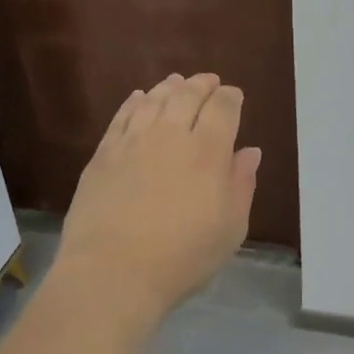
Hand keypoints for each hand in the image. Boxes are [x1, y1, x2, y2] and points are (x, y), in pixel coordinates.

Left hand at [55, 73, 261, 319]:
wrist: (113, 272)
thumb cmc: (182, 257)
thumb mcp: (230, 228)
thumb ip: (242, 185)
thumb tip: (250, 151)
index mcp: (208, 152)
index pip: (223, 108)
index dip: (230, 97)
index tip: (234, 96)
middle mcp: (171, 136)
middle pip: (187, 95)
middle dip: (201, 84)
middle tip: (208, 81)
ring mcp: (133, 142)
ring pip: (154, 100)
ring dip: (168, 87)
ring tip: (176, 82)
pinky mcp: (104, 154)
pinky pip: (121, 117)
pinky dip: (134, 102)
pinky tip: (138, 98)